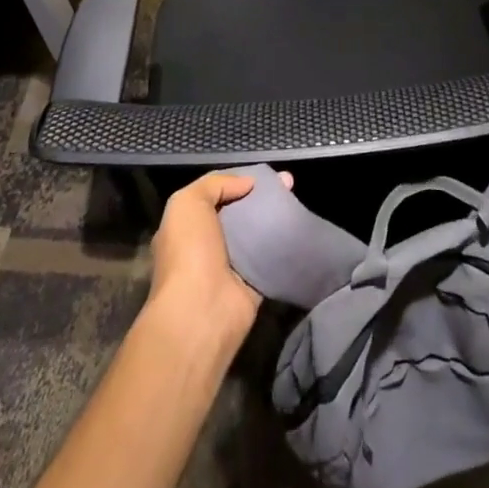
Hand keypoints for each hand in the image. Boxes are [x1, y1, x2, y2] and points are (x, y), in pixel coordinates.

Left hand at [146, 170, 287, 349]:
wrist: (201, 313)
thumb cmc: (188, 253)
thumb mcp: (188, 203)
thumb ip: (215, 184)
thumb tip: (248, 182)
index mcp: (188, 227)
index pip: (216, 196)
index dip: (238, 181)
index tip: (264, 174)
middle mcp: (208, 245)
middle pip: (240, 212)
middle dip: (261, 196)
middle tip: (289, 182)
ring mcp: (232, 265)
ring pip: (257, 232)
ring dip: (275, 216)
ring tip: (296, 198)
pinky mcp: (254, 283)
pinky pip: (271, 256)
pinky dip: (283, 243)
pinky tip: (300, 225)